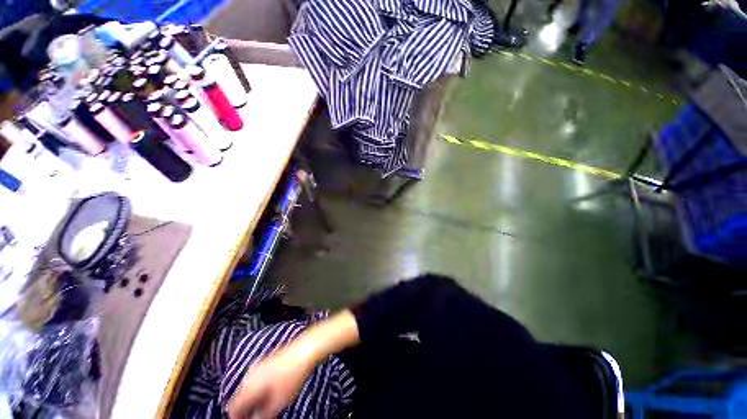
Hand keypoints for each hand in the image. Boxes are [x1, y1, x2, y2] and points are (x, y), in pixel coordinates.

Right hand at [227, 348, 313, 418]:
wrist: (303, 351)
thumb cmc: (291, 377)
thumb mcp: (277, 403)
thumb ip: (262, 416)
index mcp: (248, 388)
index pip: (233, 408)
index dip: (238, 417)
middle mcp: (249, 376)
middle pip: (239, 397)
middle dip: (245, 407)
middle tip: (256, 414)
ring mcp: (257, 366)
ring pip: (247, 387)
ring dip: (252, 397)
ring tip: (265, 404)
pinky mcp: (266, 360)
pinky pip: (255, 378)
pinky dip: (258, 387)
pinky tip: (270, 390)